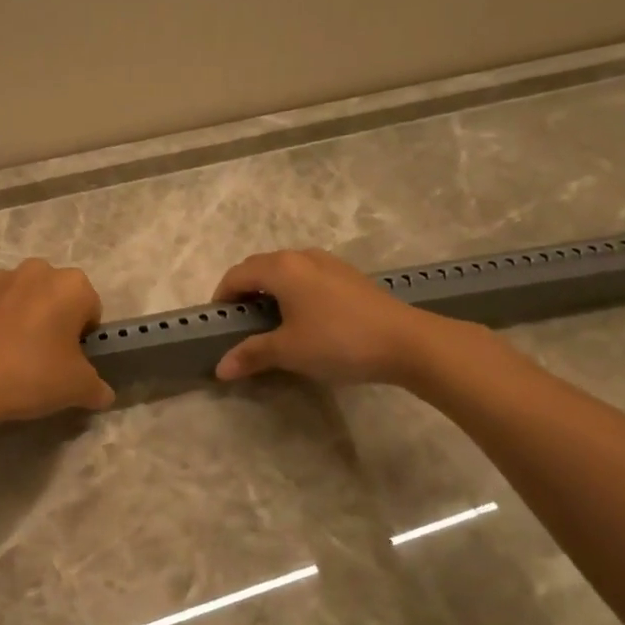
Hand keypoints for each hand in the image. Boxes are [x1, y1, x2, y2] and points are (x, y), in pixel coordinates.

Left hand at [0, 259, 114, 429]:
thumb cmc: (30, 375)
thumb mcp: (77, 389)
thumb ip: (97, 388)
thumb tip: (102, 394)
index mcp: (71, 285)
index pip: (91, 310)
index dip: (85, 339)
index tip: (71, 362)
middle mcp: (36, 271)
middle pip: (57, 298)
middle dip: (55, 322)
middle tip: (46, 360)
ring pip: (23, 300)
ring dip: (25, 320)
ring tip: (13, 359)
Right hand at [212, 248, 440, 385]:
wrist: (406, 342)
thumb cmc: (338, 341)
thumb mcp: (289, 351)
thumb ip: (252, 354)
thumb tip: (220, 368)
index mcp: (281, 268)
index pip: (237, 275)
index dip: (222, 297)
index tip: (217, 324)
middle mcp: (302, 257)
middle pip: (260, 268)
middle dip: (244, 292)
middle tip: (240, 325)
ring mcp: (329, 264)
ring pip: (286, 271)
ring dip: (270, 291)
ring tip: (270, 323)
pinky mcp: (348, 276)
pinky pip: (307, 277)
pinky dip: (294, 293)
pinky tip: (304, 320)